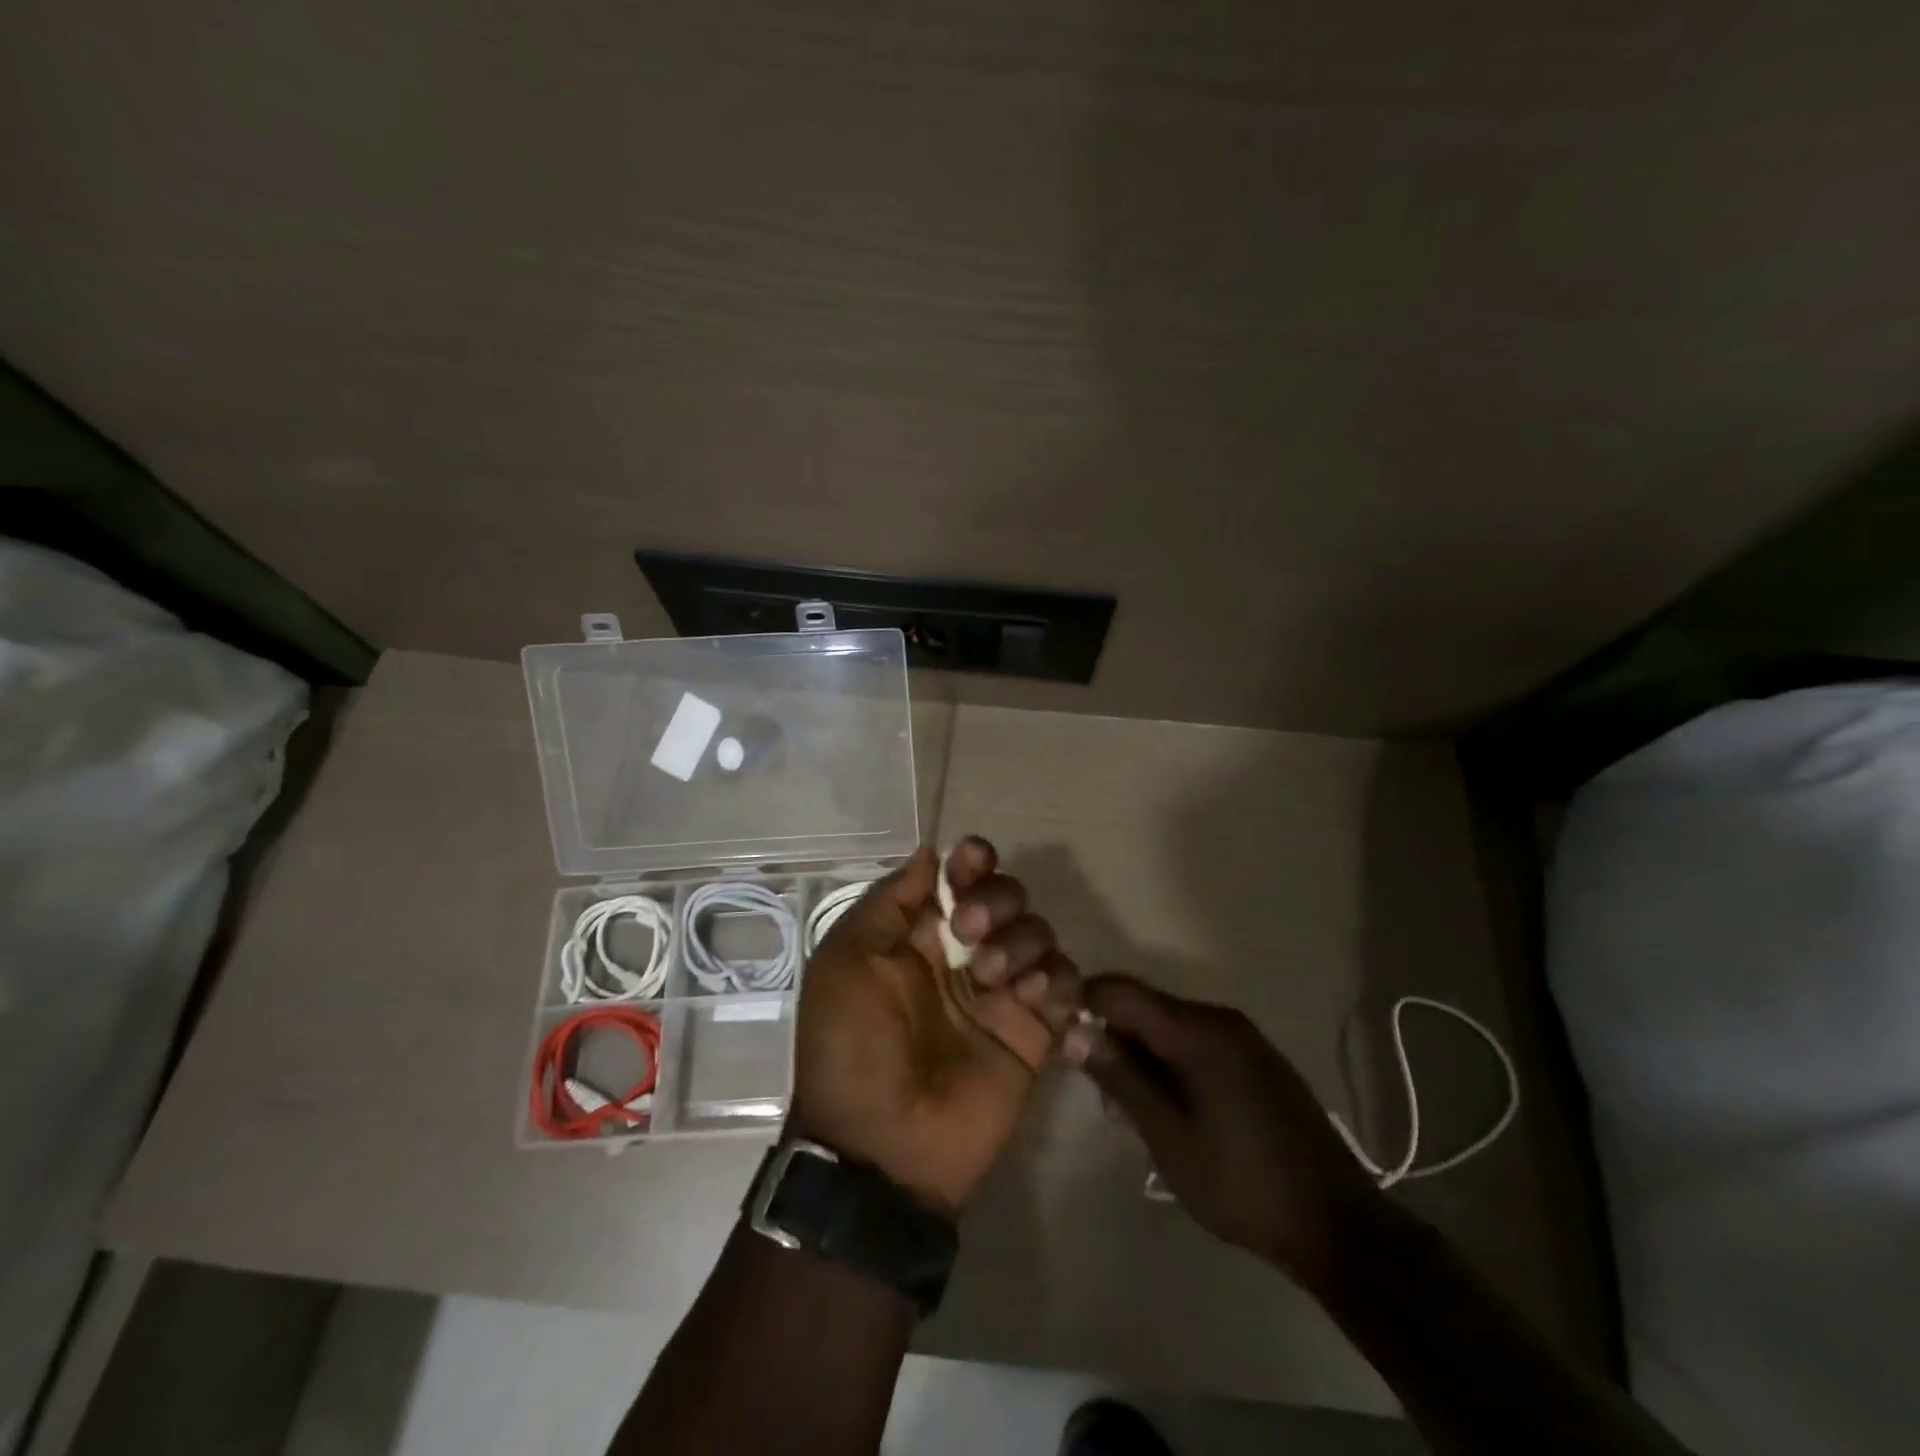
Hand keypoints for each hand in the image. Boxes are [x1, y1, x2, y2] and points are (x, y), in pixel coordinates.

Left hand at [789, 841, 1080, 1217]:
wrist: (882, 1147)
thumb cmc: (852, 1046)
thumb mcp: (845, 962)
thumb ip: (888, 902)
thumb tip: (930, 854)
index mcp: (918, 937)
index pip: (959, 878)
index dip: (972, 861)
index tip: (973, 861)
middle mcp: (964, 956)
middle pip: (1007, 896)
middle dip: (996, 899)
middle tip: (970, 931)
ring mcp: (1001, 994)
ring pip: (1038, 933)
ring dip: (1021, 941)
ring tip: (991, 978)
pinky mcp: (1034, 1032)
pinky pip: (1065, 984)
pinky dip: (1055, 979)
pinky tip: (1030, 998)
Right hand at [1070, 974, 1382, 1283]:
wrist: (1336, 1225)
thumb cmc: (1240, 1183)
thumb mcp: (1167, 1136)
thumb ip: (1120, 1077)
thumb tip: (1073, 1031)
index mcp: (1197, 1030)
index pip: (1120, 991)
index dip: (1084, 1005)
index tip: (1065, 1043)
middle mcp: (1220, 1019)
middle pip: (1145, 1007)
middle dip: (1114, 1039)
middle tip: (1105, 1097)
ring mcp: (1243, 1038)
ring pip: (1169, 1027)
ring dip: (1142, 1057)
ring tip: (1137, 1113)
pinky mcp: (1256, 1059)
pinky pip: (1197, 1042)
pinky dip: (1171, 1064)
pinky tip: (1174, 1110)